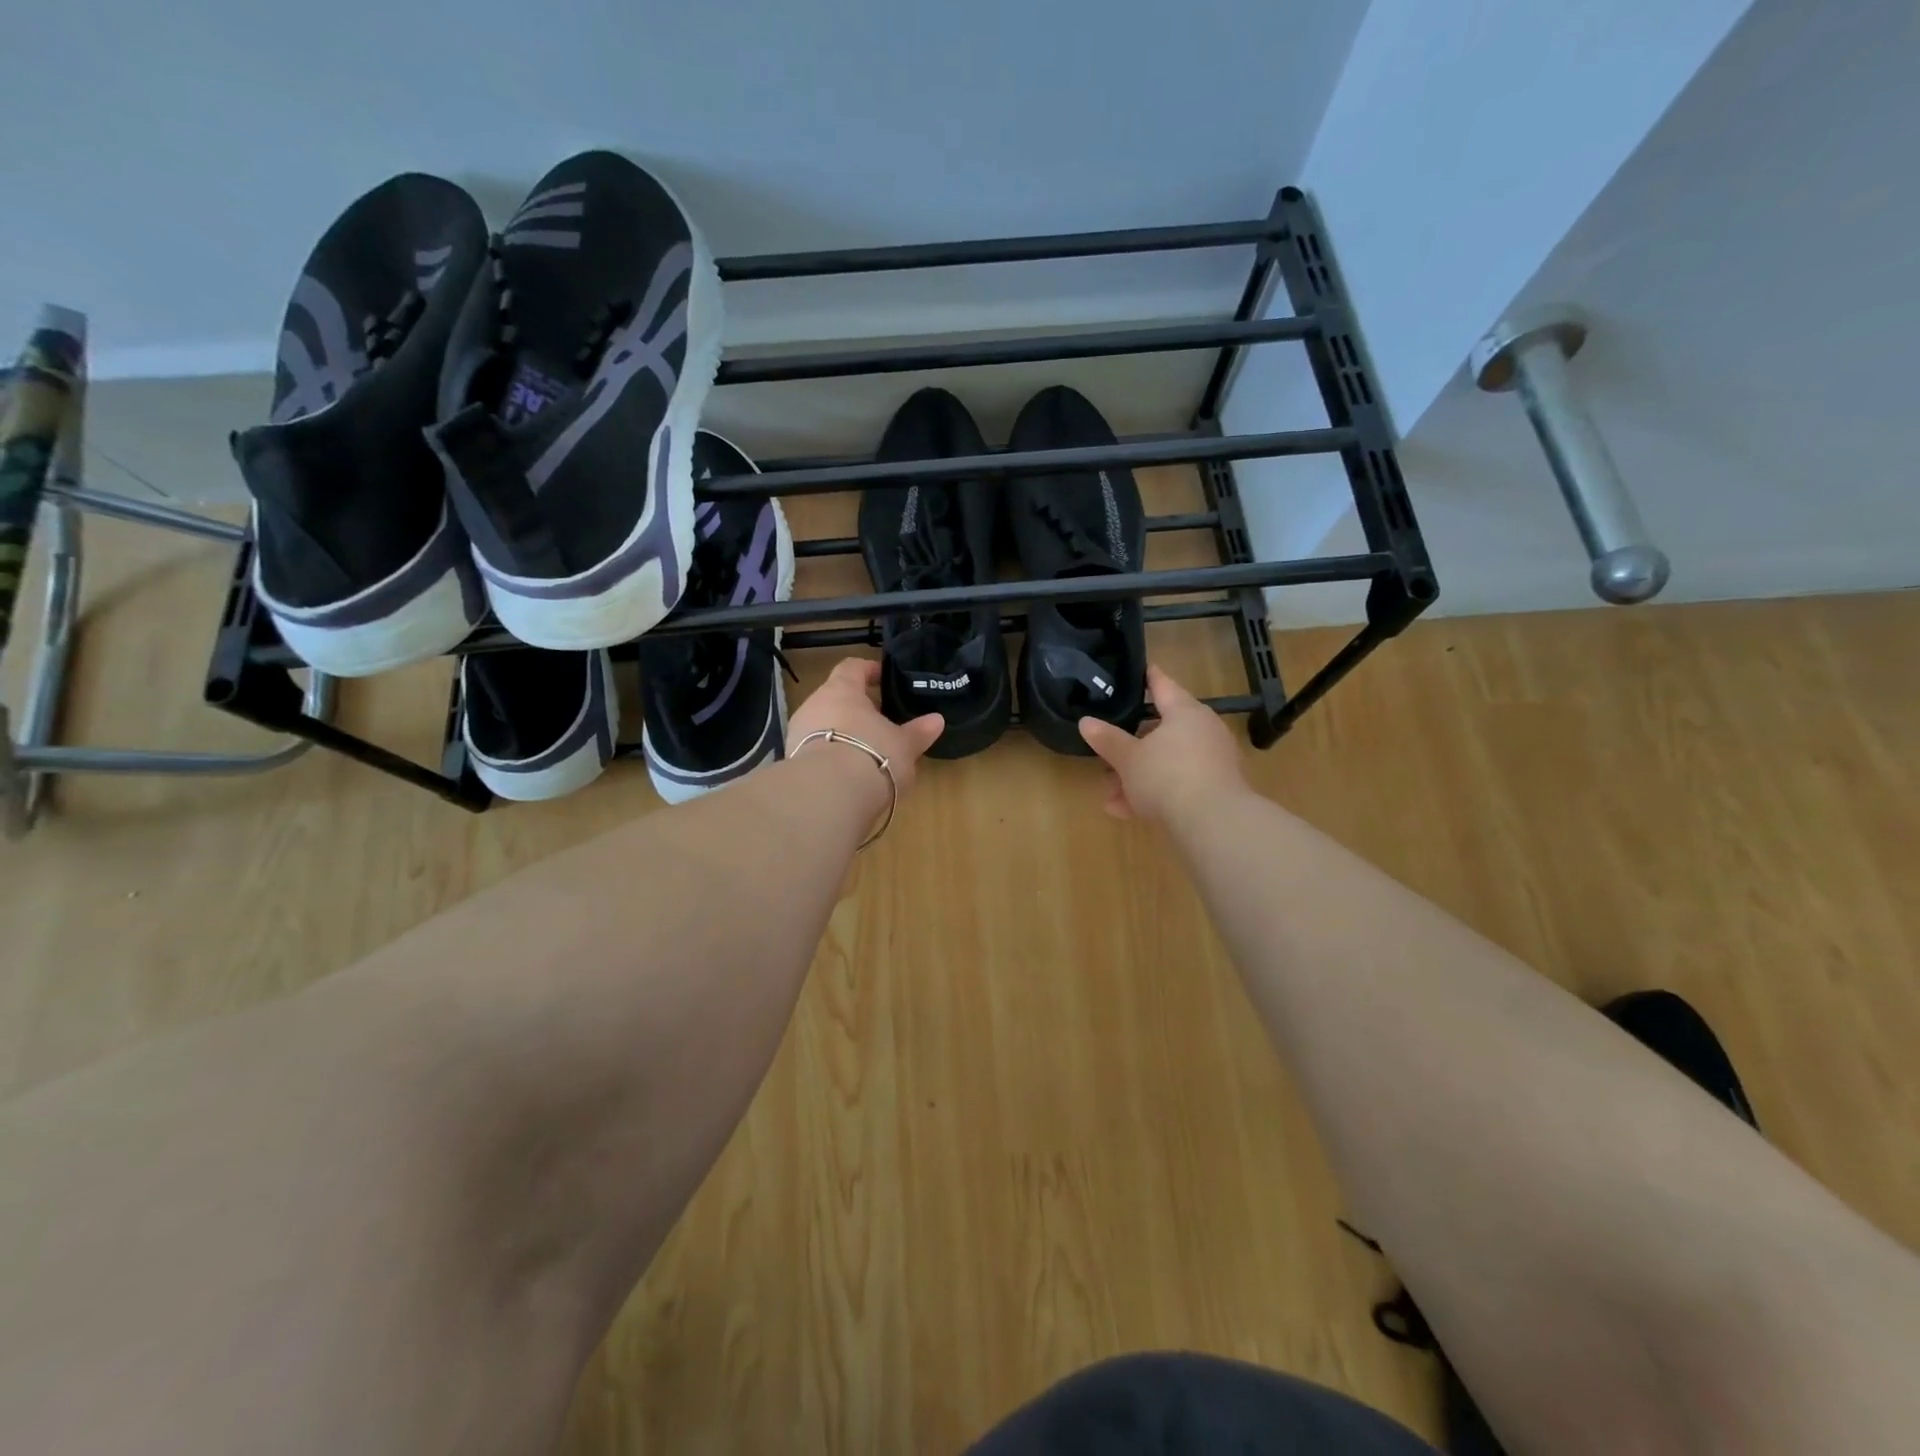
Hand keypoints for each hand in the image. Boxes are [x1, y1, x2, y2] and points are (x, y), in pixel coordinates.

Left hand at [788, 657, 944, 793]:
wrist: (827, 796)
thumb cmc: (872, 755)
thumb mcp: (904, 746)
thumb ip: (918, 732)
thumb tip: (937, 720)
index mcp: (842, 689)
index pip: (852, 667)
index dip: (868, 670)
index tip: (883, 678)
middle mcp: (814, 704)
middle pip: (835, 697)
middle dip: (856, 707)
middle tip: (879, 720)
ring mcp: (798, 733)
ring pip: (823, 724)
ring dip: (842, 733)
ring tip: (865, 749)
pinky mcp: (791, 761)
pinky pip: (815, 750)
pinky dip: (831, 755)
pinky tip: (847, 772)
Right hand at [1078, 664, 1246, 823]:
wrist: (1213, 822)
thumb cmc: (1167, 776)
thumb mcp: (1128, 758)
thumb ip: (1107, 740)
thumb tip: (1086, 721)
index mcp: (1185, 712)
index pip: (1163, 686)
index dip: (1149, 678)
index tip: (1142, 669)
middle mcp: (1203, 731)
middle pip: (1162, 730)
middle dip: (1132, 746)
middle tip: (1108, 753)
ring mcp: (1212, 761)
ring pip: (1167, 762)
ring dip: (1138, 776)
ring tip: (1111, 795)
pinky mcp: (1215, 790)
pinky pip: (1178, 784)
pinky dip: (1154, 793)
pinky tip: (1126, 812)